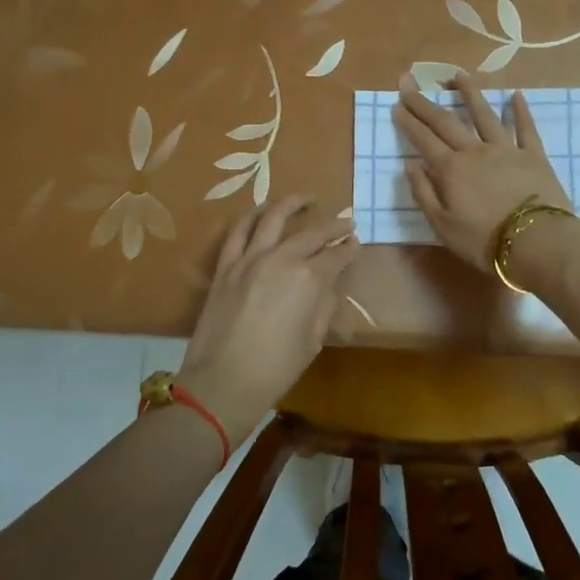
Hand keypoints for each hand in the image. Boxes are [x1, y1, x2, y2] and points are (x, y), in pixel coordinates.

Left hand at [177, 196, 358, 439]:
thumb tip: (329, 283)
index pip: (336, 255)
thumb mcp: (314, 339)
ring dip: (293, 204)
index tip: (355, 242)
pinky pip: (238, 231)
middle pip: (312, 233)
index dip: (349, 248)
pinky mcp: (226, 265)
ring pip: (274, 218)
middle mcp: (282, 259)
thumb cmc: (277, 368)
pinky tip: (262, 210)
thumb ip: (324, 304)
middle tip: (345, 222)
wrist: (224, 381)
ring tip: (306, 198)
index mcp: (310, 279)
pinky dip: (251, 216)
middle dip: (333, 226)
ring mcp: (250, 258)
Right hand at [392, 72, 571, 272]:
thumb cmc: (484, 240)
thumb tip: (410, 165)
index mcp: (451, 169)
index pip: (423, 140)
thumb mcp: (442, 226)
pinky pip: (525, 128)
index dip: (408, 121)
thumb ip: (423, 193)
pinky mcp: (533, 156)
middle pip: (446, 122)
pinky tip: (516, 96)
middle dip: (425, 103)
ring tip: (459, 76)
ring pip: (484, 115)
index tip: (396, 103)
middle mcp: (475, 151)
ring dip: (470, 94)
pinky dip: (520, 111)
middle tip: (410, 82)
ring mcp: (506, 150)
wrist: (536, 241)